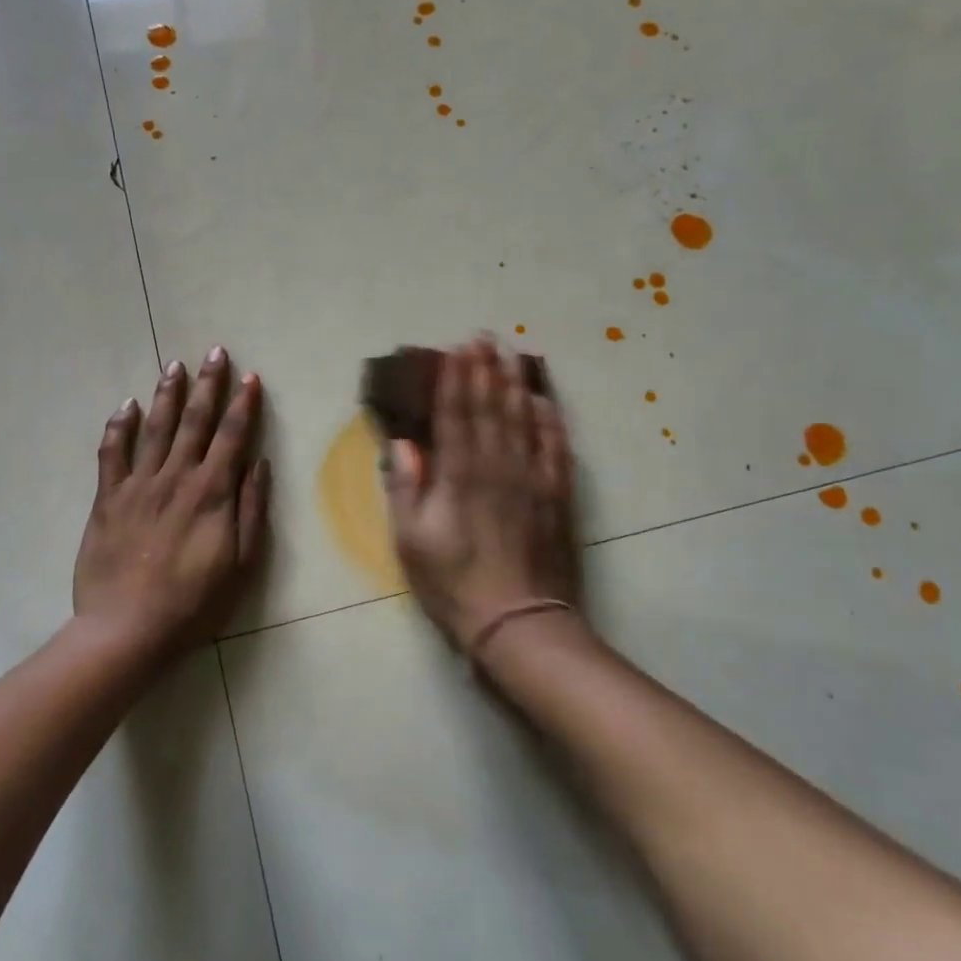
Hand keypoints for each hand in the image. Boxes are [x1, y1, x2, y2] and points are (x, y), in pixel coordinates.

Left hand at [73, 347, 270, 659]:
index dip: (243, 405)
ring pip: (155, 427)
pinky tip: (126, 405)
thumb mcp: (241, 564)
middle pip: (195, 421)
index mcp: (212, 493)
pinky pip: (112, 453)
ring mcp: (138, 485)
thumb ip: (251, 510)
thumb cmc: (194, 604)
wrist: (127, 629)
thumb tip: (259, 464)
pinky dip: (119, 426)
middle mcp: (176, 478)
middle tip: (214, 351)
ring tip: (174, 365)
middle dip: (208, 384)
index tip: (250, 377)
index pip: (232, 436)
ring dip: (167, 394)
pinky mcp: (107, 499)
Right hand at [385, 338, 582, 652]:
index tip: (455, 350)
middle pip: (491, 407)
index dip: (454, 380)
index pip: (456, 414)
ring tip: (511, 355)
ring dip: (515, 384)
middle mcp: (498, 465)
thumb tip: (403, 444)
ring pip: (523, 419)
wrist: (520, 621)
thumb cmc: (455, 584)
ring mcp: (533, 478)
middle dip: (485, 370)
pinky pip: (556, 447)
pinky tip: (546, 401)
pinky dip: (550, 421)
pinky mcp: (557, 495)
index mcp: (460, 475)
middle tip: (484, 338)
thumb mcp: (412, 541)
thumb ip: (407, 488)